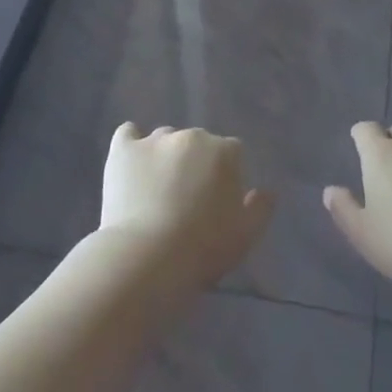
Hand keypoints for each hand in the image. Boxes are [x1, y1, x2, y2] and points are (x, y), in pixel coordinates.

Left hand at [99, 124, 274, 292]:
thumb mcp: (246, 235)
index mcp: (225, 151)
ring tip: (156, 190)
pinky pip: (127, 134)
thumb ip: (260, 208)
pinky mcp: (124, 149)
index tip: (217, 203)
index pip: (232, 153)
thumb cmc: (204, 248)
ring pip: (165, 139)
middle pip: (198, 143)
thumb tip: (267, 191)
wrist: (148, 257)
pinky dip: (131, 144)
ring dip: (165, 157)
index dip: (225, 177)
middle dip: (195, 164)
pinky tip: (131, 163)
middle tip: (186, 199)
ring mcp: (155, 140)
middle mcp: (192, 136)